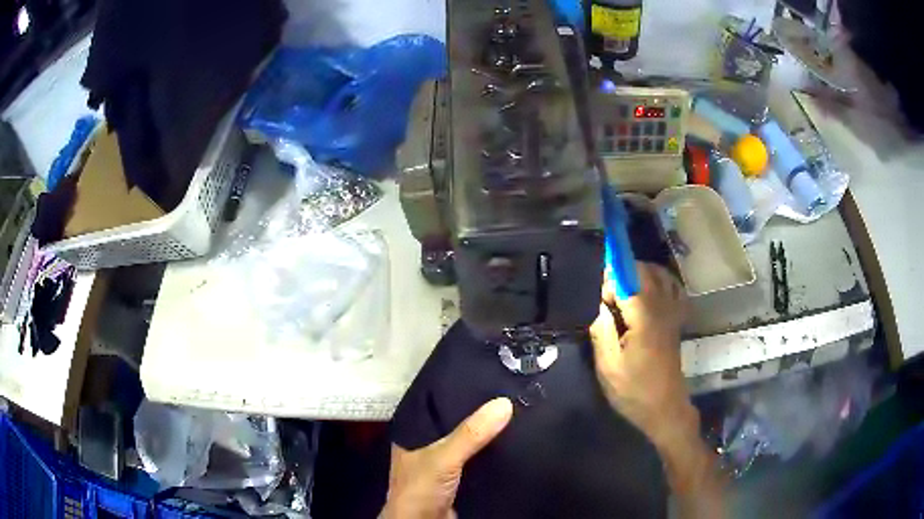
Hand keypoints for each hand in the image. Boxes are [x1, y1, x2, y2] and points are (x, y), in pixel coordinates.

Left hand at [381, 398, 512, 518]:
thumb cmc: (421, 488)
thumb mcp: (443, 457)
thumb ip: (470, 434)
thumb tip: (504, 403)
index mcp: (415, 433)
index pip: (435, 403)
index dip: (456, 390)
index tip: (485, 375)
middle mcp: (428, 445)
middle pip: (456, 422)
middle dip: (478, 411)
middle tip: (508, 391)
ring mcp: (445, 463)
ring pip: (469, 441)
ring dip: (488, 432)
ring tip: (516, 409)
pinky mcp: (462, 478)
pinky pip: (479, 458)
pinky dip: (493, 451)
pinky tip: (513, 440)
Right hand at [590, 262, 695, 446]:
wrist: (664, 408)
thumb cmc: (633, 390)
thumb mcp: (608, 365)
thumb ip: (602, 329)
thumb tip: (598, 303)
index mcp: (644, 316)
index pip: (626, 278)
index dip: (609, 281)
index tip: (599, 300)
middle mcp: (662, 307)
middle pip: (644, 270)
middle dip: (622, 273)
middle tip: (607, 299)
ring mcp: (673, 312)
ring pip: (660, 274)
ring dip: (640, 273)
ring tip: (623, 292)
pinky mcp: (677, 320)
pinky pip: (673, 288)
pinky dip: (661, 281)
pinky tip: (649, 292)